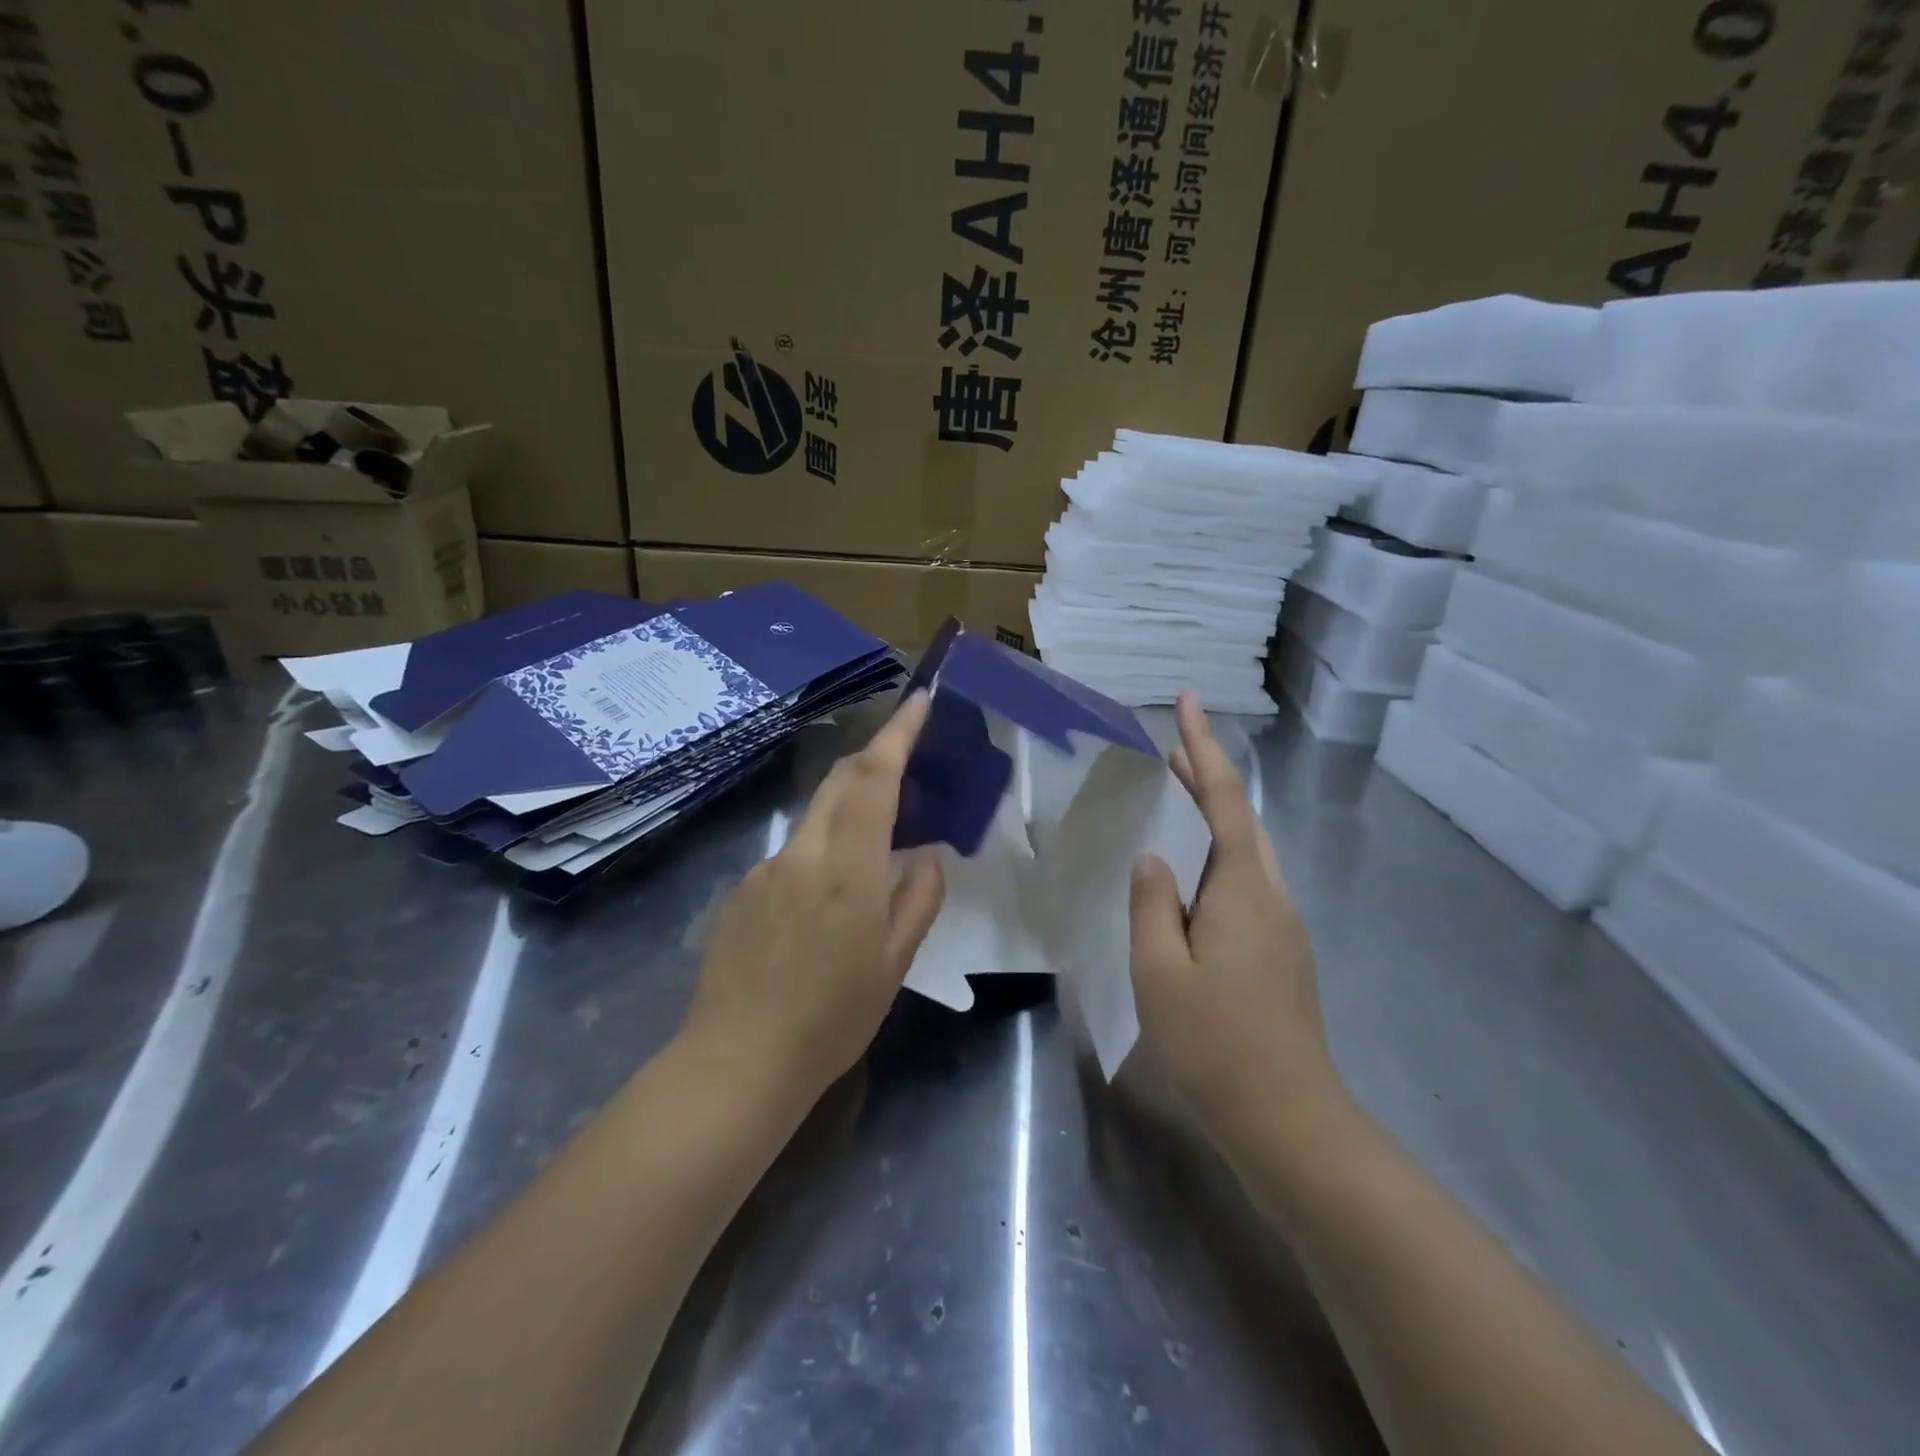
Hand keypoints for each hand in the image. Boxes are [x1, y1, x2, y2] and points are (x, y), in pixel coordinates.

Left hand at [682, 692, 945, 1099]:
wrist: (736, 1062)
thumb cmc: (831, 1018)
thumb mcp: (895, 964)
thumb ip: (917, 898)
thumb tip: (926, 853)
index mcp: (847, 867)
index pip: (874, 778)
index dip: (898, 734)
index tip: (919, 701)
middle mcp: (802, 853)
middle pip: (839, 782)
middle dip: (874, 758)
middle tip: (906, 761)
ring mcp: (764, 869)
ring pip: (815, 820)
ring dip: (847, 815)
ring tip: (870, 860)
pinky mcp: (741, 891)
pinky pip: (791, 856)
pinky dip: (818, 858)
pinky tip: (821, 912)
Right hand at [1128, 692, 1346, 1151]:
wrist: (1289, 1123)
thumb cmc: (1217, 1045)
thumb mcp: (1160, 973)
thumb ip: (1152, 906)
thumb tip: (1154, 859)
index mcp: (1244, 890)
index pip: (1226, 800)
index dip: (1204, 749)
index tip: (1189, 703)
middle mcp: (1272, 897)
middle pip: (1242, 820)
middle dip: (1208, 779)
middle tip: (1169, 751)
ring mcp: (1283, 928)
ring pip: (1247, 853)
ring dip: (1213, 818)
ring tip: (1175, 800)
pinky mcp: (1280, 954)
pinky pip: (1245, 884)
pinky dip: (1217, 859)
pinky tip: (1189, 879)